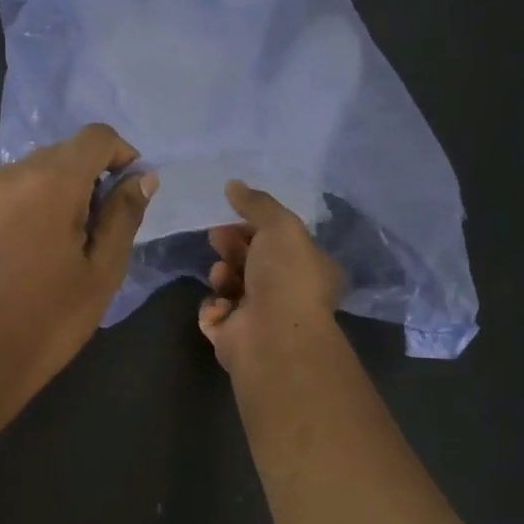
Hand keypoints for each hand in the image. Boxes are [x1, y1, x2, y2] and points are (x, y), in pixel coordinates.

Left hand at [0, 124, 157, 400]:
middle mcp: (8, 176)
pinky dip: (13, 214)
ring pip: (23, 177)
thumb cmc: (54, 318)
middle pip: (57, 155)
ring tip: (49, 245)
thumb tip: (142, 176)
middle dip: (83, 178)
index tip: (126, 188)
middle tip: (91, 228)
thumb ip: (124, 214)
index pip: (95, 137)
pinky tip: (14, 256)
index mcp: (51, 182)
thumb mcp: (103, 269)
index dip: (119, 154)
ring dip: (45, 195)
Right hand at [197, 181, 345, 373]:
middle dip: (232, 248)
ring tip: (221, 275)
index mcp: (310, 268)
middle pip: (252, 263)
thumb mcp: (280, 226)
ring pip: (231, 287)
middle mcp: (289, 294)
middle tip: (216, 238)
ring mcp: (261, 319)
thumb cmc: (286, 276)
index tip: (232, 217)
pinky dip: (213, 308)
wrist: (273, 336)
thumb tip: (233, 184)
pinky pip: (216, 315)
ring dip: (222, 276)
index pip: (280, 242)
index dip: (255, 227)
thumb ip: (257, 204)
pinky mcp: (235, 338)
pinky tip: (219, 306)